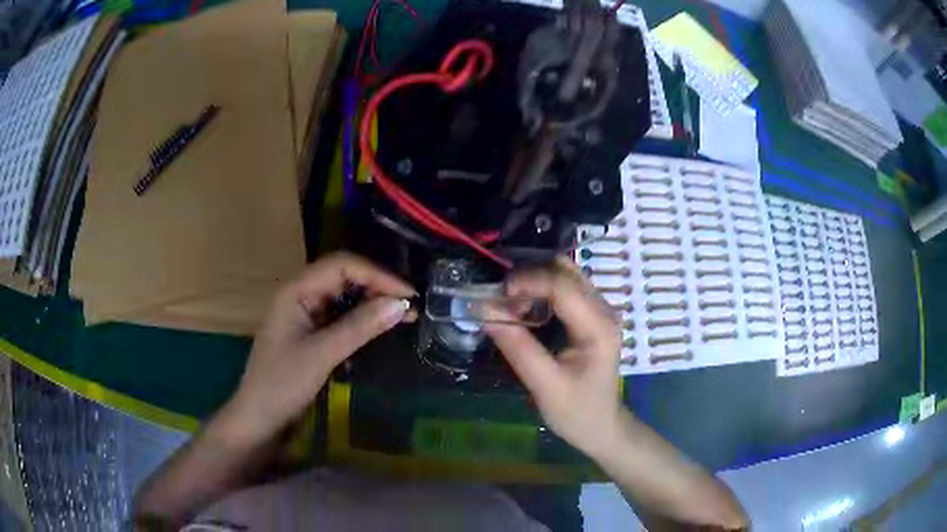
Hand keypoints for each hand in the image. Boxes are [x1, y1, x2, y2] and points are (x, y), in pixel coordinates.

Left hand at [226, 252, 414, 442]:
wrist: (260, 418)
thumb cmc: (282, 384)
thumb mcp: (322, 354)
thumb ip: (359, 327)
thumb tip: (400, 304)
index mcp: (296, 290)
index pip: (342, 265)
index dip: (378, 275)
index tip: (409, 295)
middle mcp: (300, 293)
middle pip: (344, 275)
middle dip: (377, 286)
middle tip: (410, 306)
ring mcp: (304, 312)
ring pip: (344, 295)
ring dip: (372, 302)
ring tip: (401, 315)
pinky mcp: (310, 330)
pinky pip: (340, 314)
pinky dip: (361, 318)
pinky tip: (378, 327)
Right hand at [485, 257, 623, 457]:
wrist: (603, 427)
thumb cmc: (577, 412)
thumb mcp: (545, 386)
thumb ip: (518, 348)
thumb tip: (485, 311)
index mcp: (598, 327)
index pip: (563, 286)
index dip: (528, 281)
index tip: (498, 295)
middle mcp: (603, 310)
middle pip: (565, 271)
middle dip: (529, 277)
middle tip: (501, 300)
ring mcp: (600, 310)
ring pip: (564, 275)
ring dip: (534, 282)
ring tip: (510, 305)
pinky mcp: (591, 315)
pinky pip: (565, 288)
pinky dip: (541, 290)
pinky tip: (525, 309)